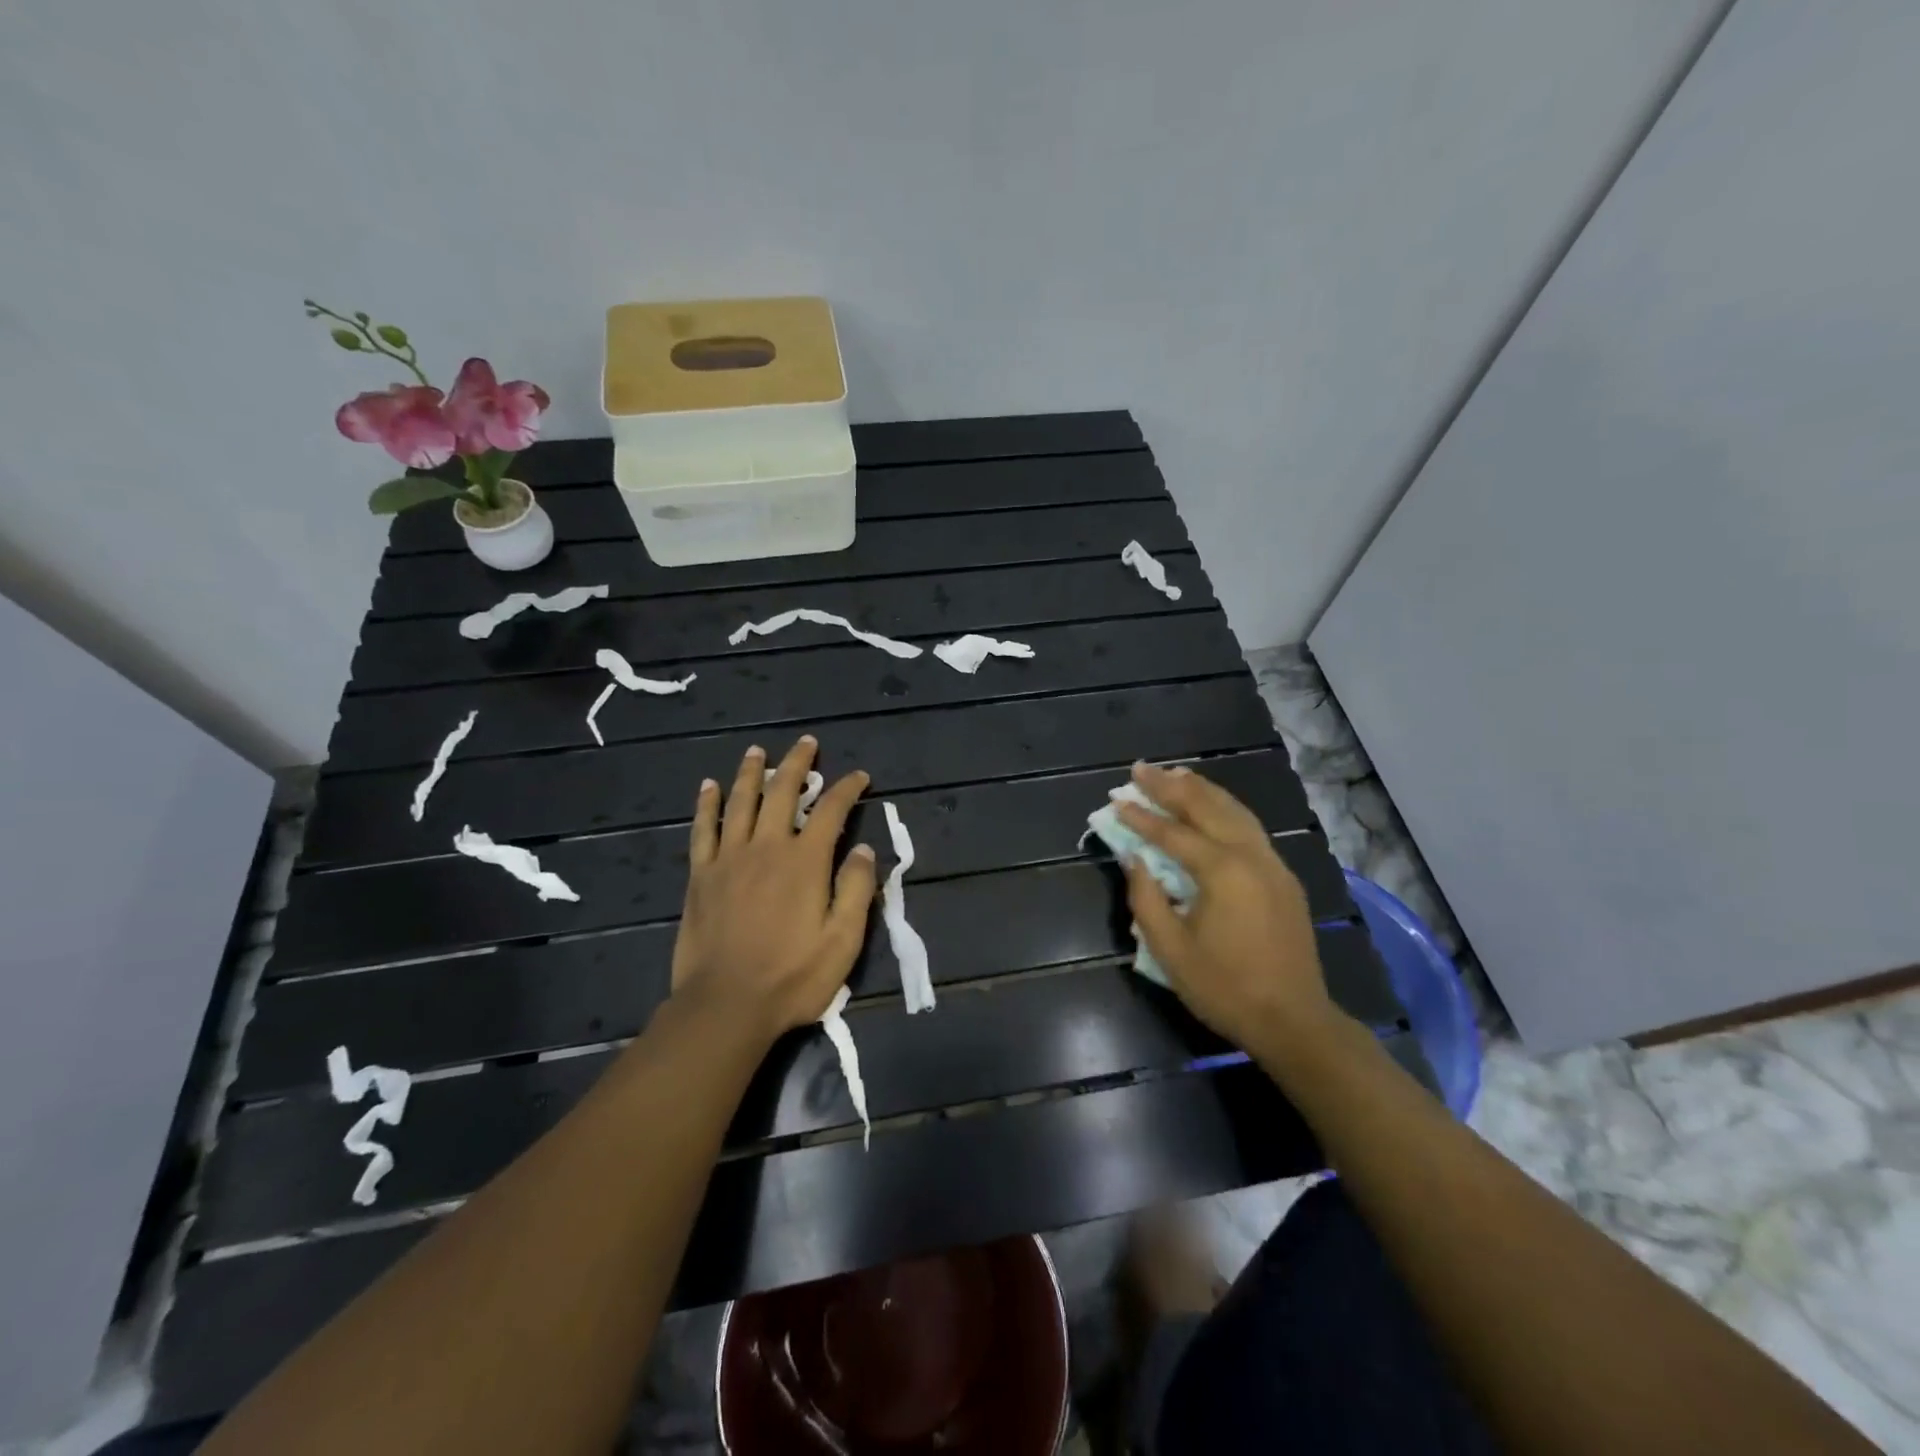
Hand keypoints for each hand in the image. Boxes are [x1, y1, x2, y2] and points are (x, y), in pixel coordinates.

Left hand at [669, 737, 877, 1042]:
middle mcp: (767, 847)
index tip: (859, 777)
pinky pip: (703, 829)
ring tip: (757, 750)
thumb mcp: (843, 941)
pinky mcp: (701, 875)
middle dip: (797, 764)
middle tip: (806, 744)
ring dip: (751, 772)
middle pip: (783, 792)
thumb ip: (856, 889)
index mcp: (805, 861)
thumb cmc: (792, 977)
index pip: (831, 810)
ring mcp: (729, 858)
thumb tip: (864, 849)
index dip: (847, 789)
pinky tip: (709, 787)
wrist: (726, 1005)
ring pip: (740, 801)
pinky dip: (707, 804)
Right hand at [1117, 762, 1339, 1052]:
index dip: (1141, 816)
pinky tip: (1212, 805)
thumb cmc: (1225, 988)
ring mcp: (1273, 864)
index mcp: (1222, 872)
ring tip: (1174, 773)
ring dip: (1202, 790)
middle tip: (1140, 769)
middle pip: (1207, 808)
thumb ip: (1146, 899)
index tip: (1115, 799)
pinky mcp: (1283, 877)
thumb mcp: (1171, 951)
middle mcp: (1251, 856)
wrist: (1294, 1021)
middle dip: (1170, 786)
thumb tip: (1133, 859)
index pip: (1173, 833)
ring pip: (1235, 811)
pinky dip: (1226, 807)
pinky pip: (1250, 827)